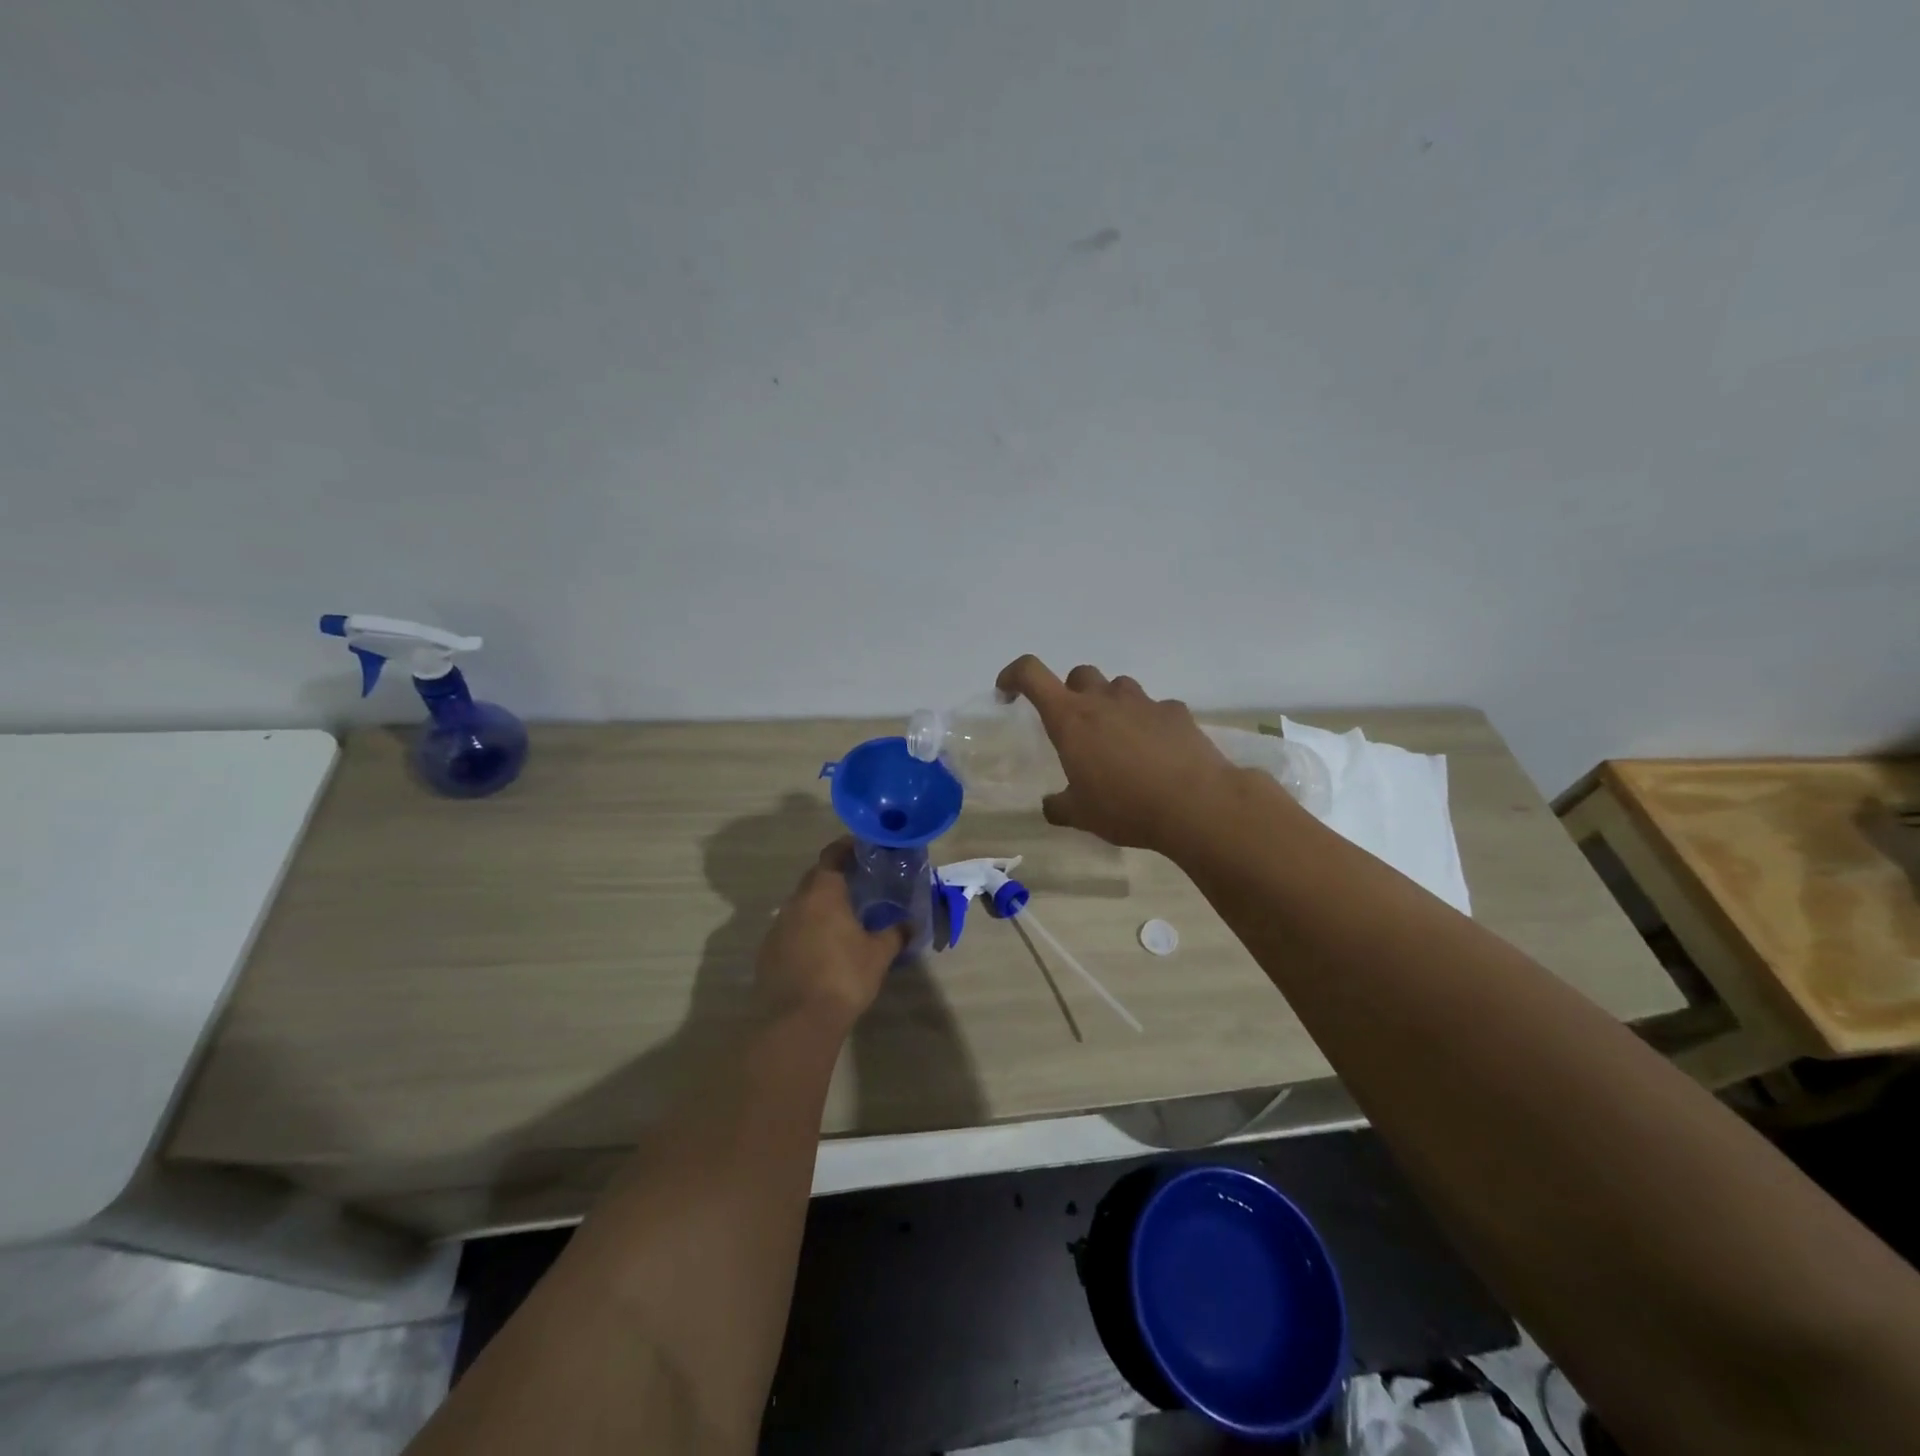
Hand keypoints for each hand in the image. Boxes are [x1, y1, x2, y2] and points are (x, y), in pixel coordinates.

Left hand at [754, 838, 907, 1027]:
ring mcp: (777, 928)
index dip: (846, 848)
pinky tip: (821, 948)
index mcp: (822, 893)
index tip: (861, 848)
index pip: (831, 856)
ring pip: (800, 906)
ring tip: (842, 918)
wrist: (796, 1021)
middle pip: (814, 879)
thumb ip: (895, 934)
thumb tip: (910, 924)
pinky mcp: (767, 953)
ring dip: (819, 906)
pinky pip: (790, 930)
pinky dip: (806, 930)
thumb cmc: (843, 977)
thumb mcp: (879, 955)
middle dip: (834, 877)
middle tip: (858, 883)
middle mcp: (795, 903)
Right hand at [995, 655, 1243, 852]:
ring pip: (1118, 687)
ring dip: (1111, 705)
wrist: (1196, 804)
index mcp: (1071, 719)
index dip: (1014, 676)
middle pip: (1080, 675)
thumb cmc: (1126, 807)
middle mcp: (1104, 700)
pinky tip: (1157, 752)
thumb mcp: (1081, 815)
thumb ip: (1059, 806)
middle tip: (1077, 727)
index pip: (1032, 675)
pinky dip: (1149, 723)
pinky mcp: (1176, 712)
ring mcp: (1144, 702)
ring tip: (1119, 740)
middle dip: (1072, 694)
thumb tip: (1050, 804)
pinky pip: (1155, 708)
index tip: (1008, 692)